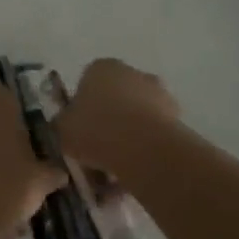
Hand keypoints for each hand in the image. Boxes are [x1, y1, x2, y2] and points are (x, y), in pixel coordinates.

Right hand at [55, 58, 179, 177]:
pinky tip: (134, 171)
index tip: (79, 131)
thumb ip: (64, 123)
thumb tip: (68, 123)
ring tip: (116, 170)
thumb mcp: (63, 129)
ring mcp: (157, 92)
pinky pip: (152, 133)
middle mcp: (131, 72)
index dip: (82, 108)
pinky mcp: (176, 115)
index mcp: (101, 67)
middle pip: (115, 98)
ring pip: (135, 117)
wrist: (142, 147)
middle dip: (108, 121)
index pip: (87, 82)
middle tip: (97, 152)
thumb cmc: (95, 130)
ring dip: (127, 137)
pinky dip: (144, 149)